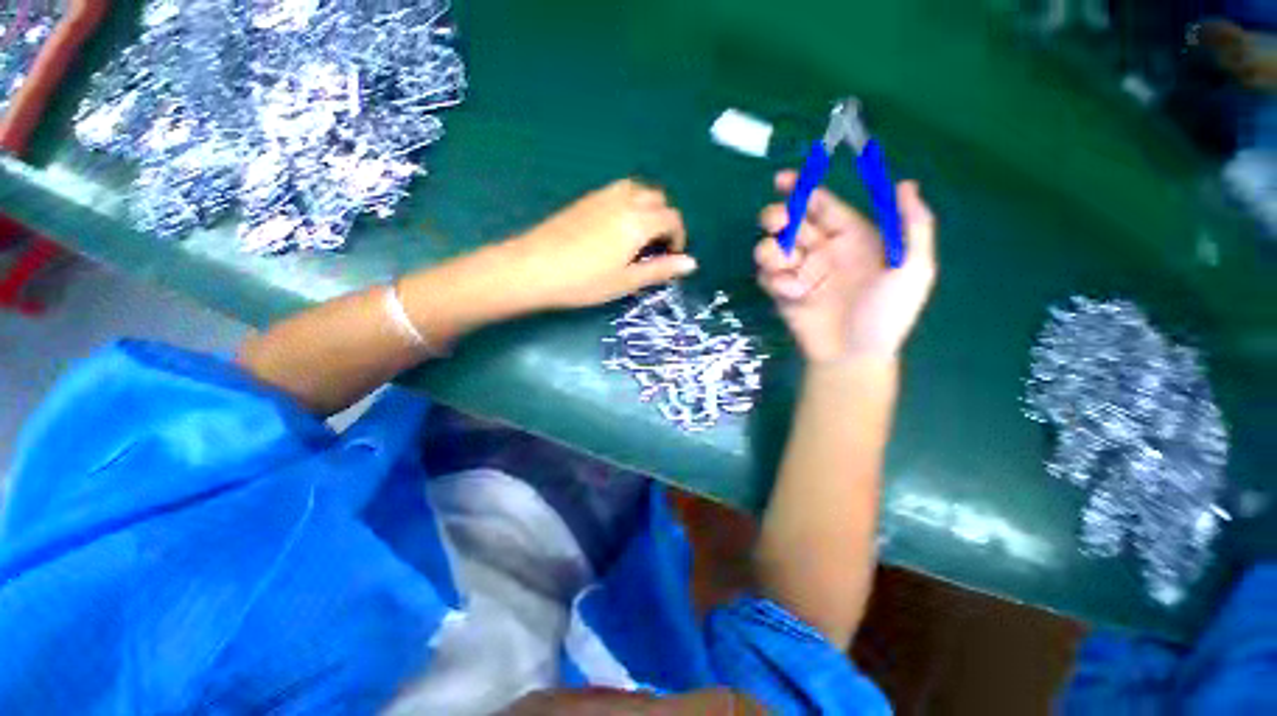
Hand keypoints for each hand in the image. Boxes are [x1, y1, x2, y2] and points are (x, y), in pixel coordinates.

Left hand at [506, 178, 697, 309]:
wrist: (533, 268)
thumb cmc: (585, 281)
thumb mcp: (627, 281)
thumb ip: (660, 270)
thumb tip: (692, 263)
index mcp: (638, 221)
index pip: (672, 219)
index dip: (679, 237)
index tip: (672, 257)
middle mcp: (624, 200)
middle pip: (657, 198)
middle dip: (664, 219)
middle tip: (656, 248)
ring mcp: (602, 196)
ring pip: (637, 190)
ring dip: (647, 208)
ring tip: (638, 236)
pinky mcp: (585, 199)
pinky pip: (618, 192)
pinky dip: (629, 204)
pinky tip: (616, 229)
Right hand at [755, 171, 937, 362]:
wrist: (853, 356)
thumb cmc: (886, 314)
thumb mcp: (913, 269)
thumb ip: (913, 225)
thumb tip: (904, 183)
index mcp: (850, 238)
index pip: (821, 205)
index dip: (802, 190)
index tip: (782, 180)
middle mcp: (820, 251)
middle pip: (789, 222)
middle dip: (777, 218)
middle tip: (777, 225)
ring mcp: (798, 273)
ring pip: (770, 248)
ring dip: (773, 254)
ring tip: (791, 273)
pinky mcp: (781, 293)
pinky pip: (766, 277)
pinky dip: (774, 282)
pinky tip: (792, 296)